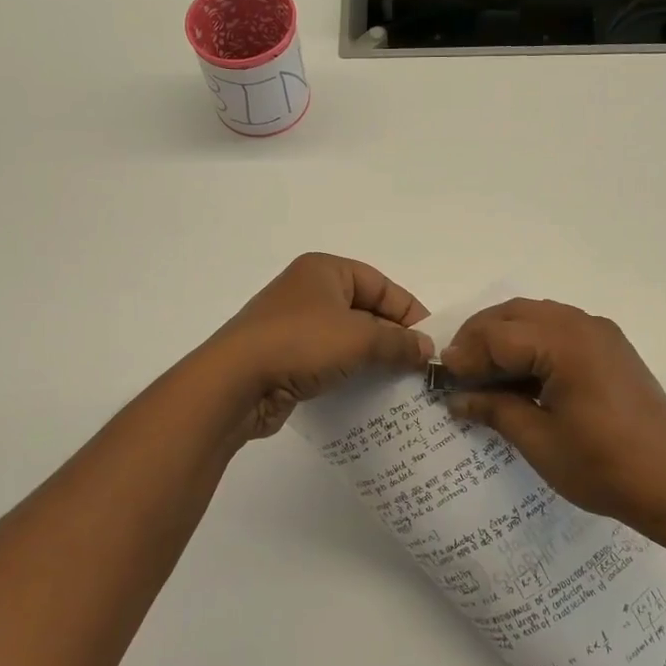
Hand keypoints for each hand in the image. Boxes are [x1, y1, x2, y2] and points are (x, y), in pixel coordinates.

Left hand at [203, 254, 433, 439]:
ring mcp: (293, 324)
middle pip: (365, 311)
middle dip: (392, 338)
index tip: (431, 344)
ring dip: (371, 359)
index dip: (409, 312)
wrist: (234, 382)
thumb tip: (426, 350)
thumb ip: (398, 342)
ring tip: (399, 386)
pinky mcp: (284, 356)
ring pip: (346, 338)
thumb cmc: (300, 343)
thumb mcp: (359, 338)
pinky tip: (366, 396)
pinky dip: (347, 374)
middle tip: (418, 368)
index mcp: (325, 270)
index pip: (381, 285)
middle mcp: (308, 290)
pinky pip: (326, 360)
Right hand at [441, 298, 665, 536]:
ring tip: (485, 373)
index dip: (465, 354)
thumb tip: (458, 398)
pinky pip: (559, 328)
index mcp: (564, 343)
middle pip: (514, 313)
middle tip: (459, 371)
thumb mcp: (539, 441)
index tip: (444, 380)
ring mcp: (601, 333)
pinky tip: (522, 375)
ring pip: (536, 315)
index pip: (497, 334)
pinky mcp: (611, 347)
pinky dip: (531, 342)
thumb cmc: (605, 466)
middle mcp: (582, 325)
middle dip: (480, 337)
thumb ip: (495, 409)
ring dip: (505, 336)